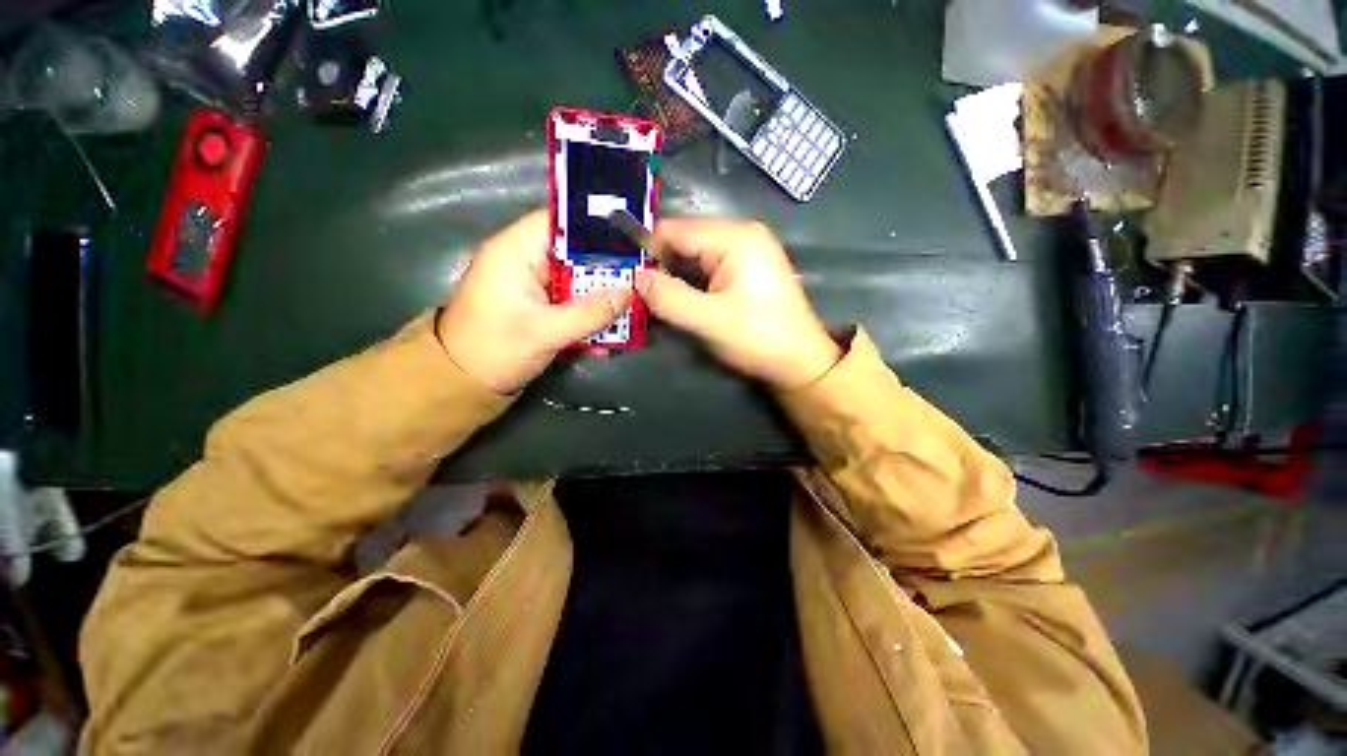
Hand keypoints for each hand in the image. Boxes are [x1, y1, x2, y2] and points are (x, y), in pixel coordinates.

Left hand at [436, 209, 632, 393]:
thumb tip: (630, 294)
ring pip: (580, 283)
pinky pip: (575, 305)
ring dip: (604, 300)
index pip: (561, 222)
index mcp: (516, 251)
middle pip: (577, 255)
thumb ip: (590, 313)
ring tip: (634, 312)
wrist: (463, 385)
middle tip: (643, 282)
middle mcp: (528, 263)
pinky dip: (591, 318)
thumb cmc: (495, 349)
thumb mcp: (545, 332)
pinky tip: (610, 338)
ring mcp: (536, 288)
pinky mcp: (543, 309)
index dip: (598, 228)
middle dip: (610, 271)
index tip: (634, 241)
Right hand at [635, 218, 840, 389]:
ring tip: (654, 299)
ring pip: (694, 256)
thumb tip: (634, 277)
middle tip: (636, 292)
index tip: (622, 272)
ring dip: (674, 276)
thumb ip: (668, 297)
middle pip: (685, 241)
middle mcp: (741, 235)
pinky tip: (680, 299)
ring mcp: (747, 252)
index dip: (646, 250)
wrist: (800, 363)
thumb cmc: (758, 339)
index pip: (675, 230)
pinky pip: (708, 268)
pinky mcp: (747, 271)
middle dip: (660, 265)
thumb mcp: (709, 320)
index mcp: (735, 237)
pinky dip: (691, 282)